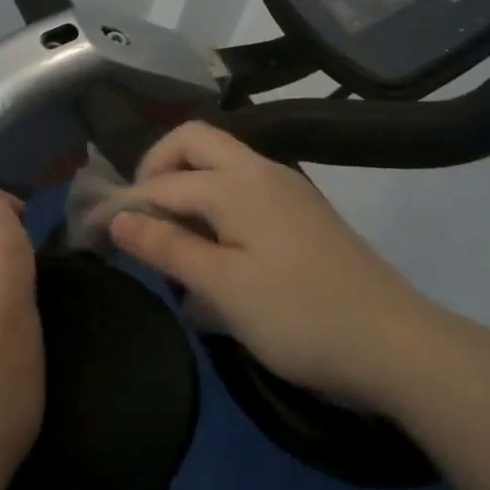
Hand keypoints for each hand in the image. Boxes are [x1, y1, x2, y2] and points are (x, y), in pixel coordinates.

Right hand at [108, 122, 450, 410]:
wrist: (397, 345)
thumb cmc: (300, 316)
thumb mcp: (223, 287)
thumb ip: (167, 247)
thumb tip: (117, 217)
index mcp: (239, 183)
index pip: (162, 182)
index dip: (123, 204)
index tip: (92, 231)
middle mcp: (263, 172)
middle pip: (195, 144)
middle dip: (157, 170)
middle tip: (137, 217)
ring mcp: (289, 192)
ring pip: (222, 168)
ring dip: (188, 191)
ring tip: (171, 245)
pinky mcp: (304, 217)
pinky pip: (246, 196)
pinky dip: (217, 212)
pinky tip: (214, 261)